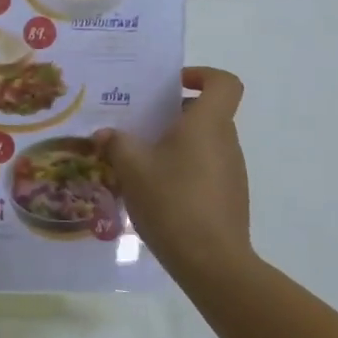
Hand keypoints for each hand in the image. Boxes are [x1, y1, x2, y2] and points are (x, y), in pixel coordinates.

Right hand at [98, 67, 254, 278]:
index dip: (201, 75)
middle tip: (139, 125)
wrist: (211, 262)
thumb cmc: (172, 201)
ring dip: (175, 145)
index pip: (223, 82)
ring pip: (203, 143)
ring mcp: (232, 172)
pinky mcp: (229, 198)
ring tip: (140, 162)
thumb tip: (105, 135)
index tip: (171, 85)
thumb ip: (117, 144)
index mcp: (207, 124)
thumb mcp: (132, 168)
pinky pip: (205, 170)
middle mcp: (226, 142)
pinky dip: (182, 170)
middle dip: (173, 114)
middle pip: (206, 113)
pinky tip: (155, 192)